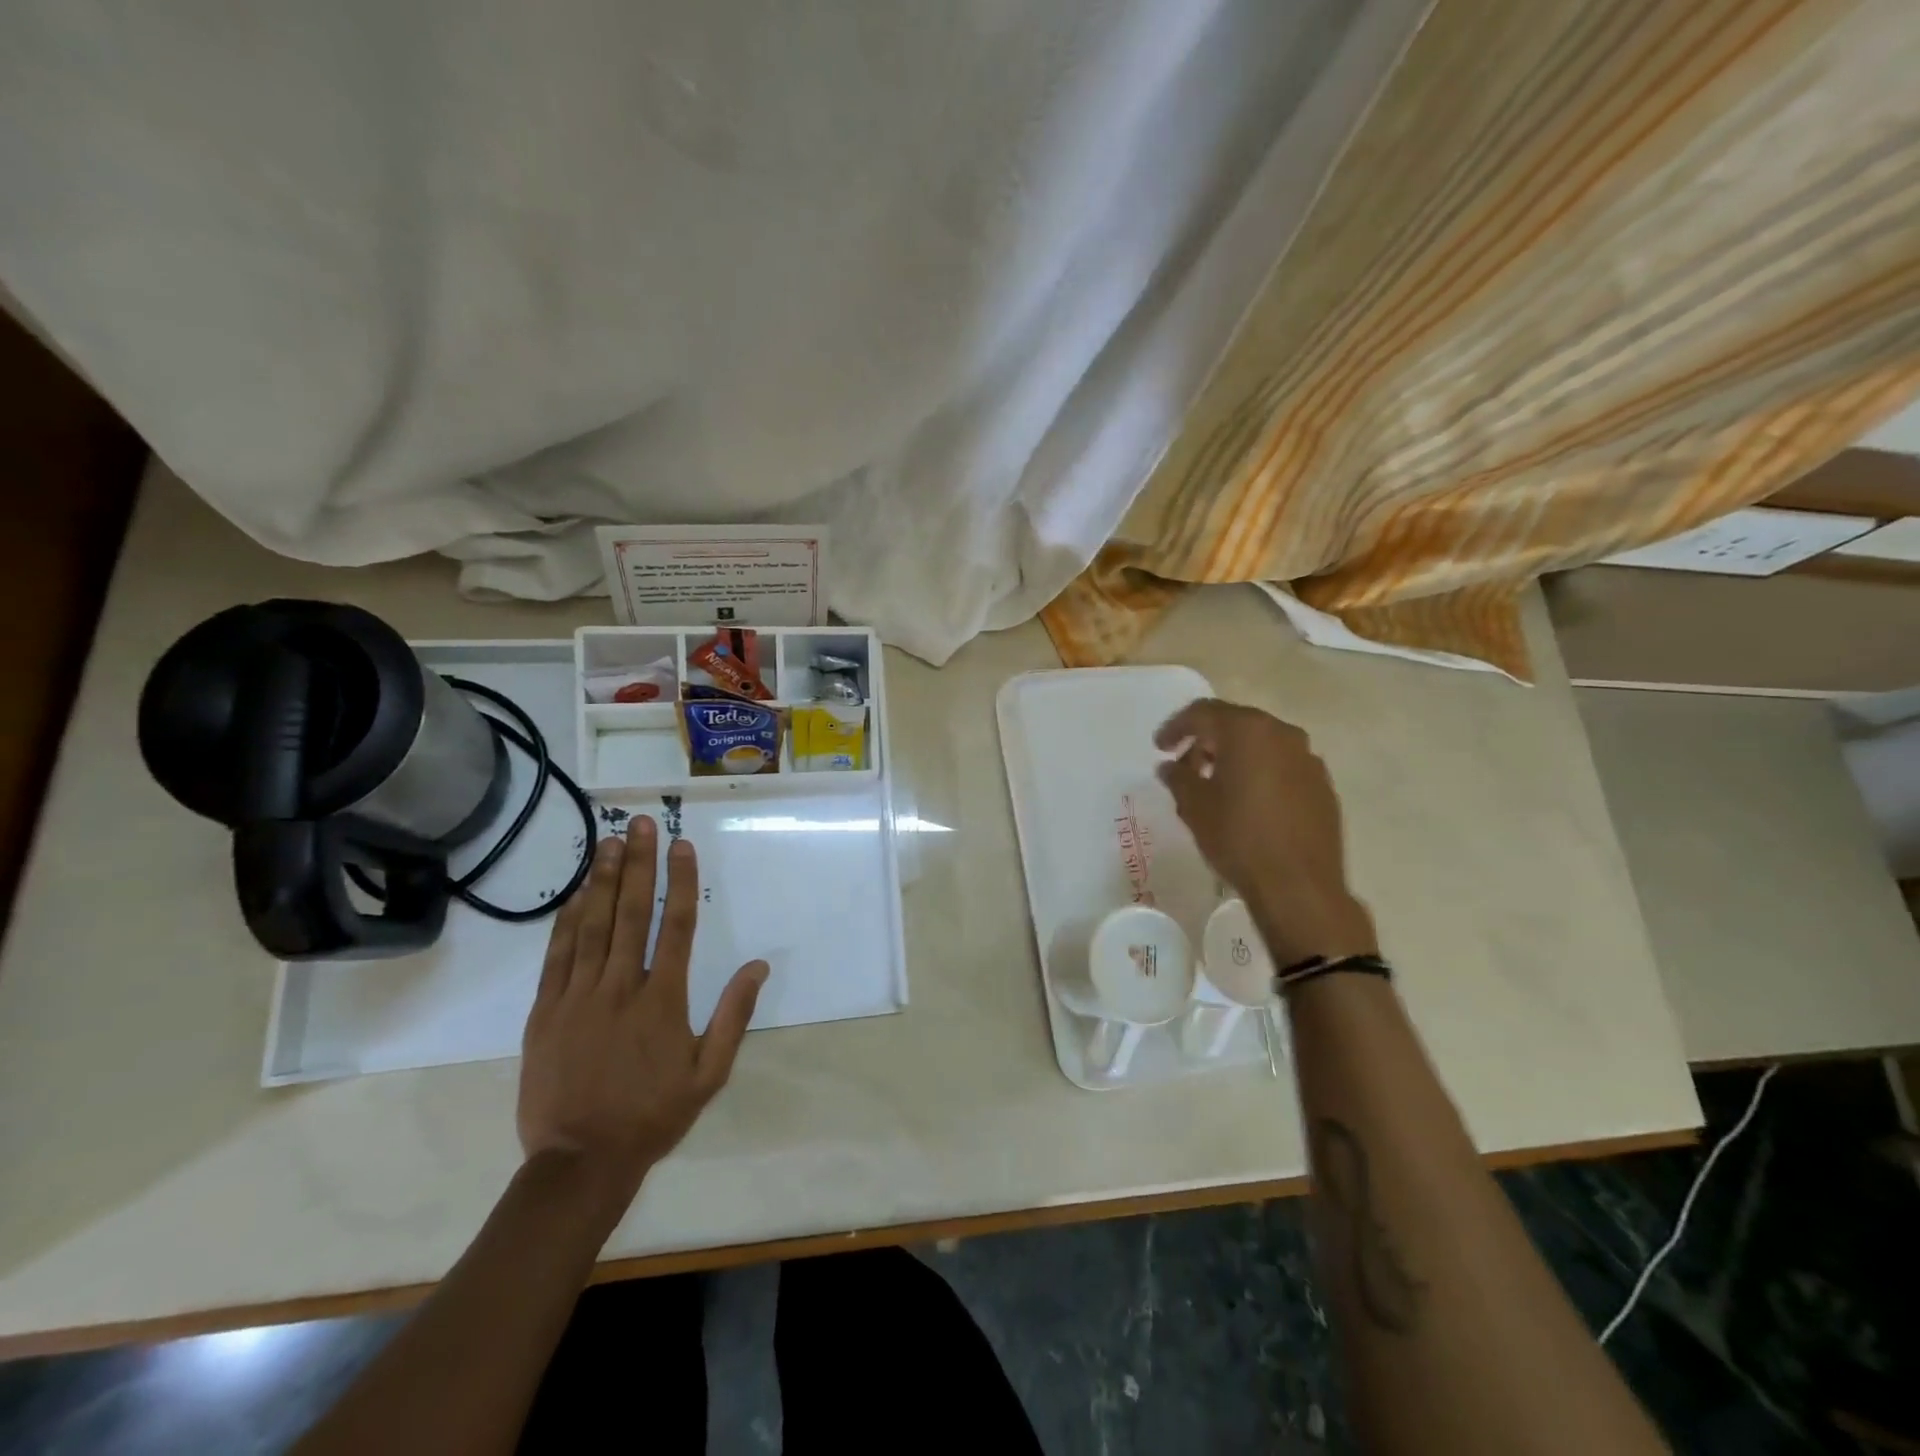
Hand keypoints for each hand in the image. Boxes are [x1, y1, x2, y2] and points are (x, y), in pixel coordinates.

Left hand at [517, 816, 768, 1225]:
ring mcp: (578, 997)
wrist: (580, 1161)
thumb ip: (734, 1015)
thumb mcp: (709, 1073)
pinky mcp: (546, 1012)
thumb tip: (759, 966)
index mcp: (663, 1000)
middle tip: (640, 824)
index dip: (680, 881)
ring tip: (609, 843)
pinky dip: (567, 921)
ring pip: (592, 926)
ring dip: (603, 881)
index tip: (681, 846)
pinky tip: (577, 894)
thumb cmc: (653, 1115)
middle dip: (639, 864)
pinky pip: (558, 956)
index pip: (675, 926)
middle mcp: (620, 988)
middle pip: (631, 914)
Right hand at [1155, 698, 1376, 967]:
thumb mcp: (1194, 807)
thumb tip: (1169, 767)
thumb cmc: (1238, 838)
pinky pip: (1282, 766)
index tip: (1160, 747)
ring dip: (1234, 757)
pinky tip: (1247, 801)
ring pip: (1261, 745)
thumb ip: (1178, 778)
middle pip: (1235, 724)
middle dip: (1206, 741)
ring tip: (1214, 785)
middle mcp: (1282, 734)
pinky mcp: (1322, 785)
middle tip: (1185, 766)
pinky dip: (1259, 773)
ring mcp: (1308, 759)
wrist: (1299, 886)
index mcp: (1248, 731)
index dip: (1176, 727)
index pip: (1204, 712)